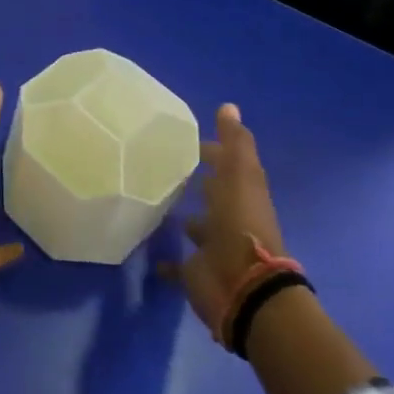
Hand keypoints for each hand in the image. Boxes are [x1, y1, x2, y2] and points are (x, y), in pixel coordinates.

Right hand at [162, 104, 287, 335]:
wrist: (243, 287)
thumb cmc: (240, 225)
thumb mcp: (241, 176)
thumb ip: (235, 143)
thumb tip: (228, 106)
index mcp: (243, 194)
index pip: (228, 166)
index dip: (214, 151)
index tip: (188, 139)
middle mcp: (230, 219)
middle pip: (215, 195)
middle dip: (199, 183)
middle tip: (167, 167)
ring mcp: (213, 247)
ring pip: (199, 228)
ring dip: (186, 218)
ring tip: (156, 203)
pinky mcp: (196, 273)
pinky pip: (179, 266)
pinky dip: (167, 263)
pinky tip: (150, 256)